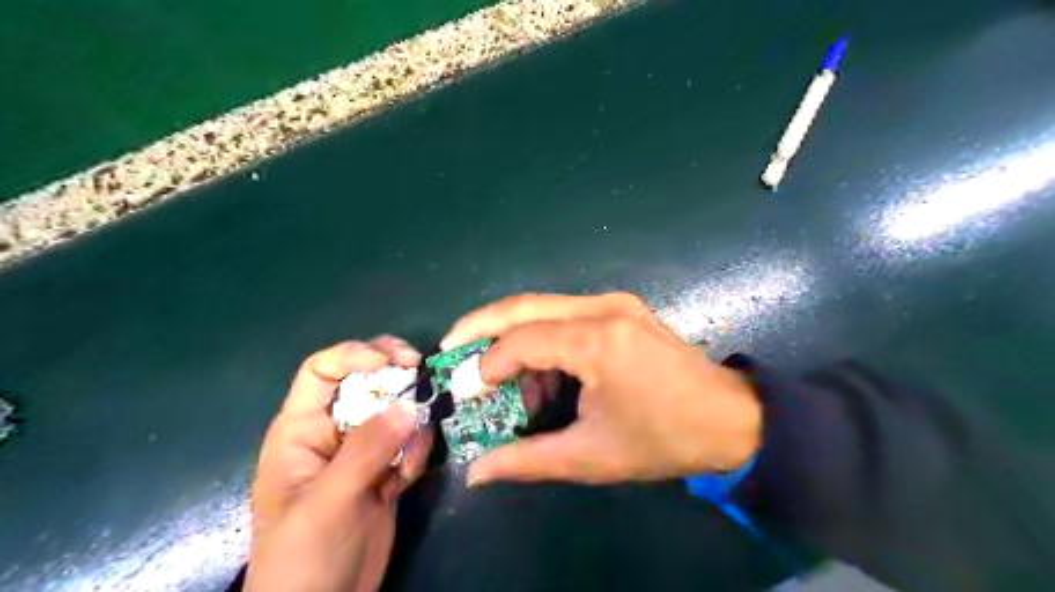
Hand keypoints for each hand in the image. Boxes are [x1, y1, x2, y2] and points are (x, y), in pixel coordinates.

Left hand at [248, 338, 431, 590]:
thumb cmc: (303, 557)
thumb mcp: (328, 501)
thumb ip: (366, 451)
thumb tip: (409, 406)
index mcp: (301, 429)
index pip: (323, 370)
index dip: (355, 354)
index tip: (393, 361)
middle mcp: (333, 431)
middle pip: (366, 382)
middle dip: (395, 375)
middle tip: (421, 371)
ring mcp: (361, 451)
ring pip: (394, 412)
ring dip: (410, 424)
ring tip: (407, 459)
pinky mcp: (385, 471)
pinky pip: (408, 444)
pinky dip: (414, 454)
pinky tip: (405, 480)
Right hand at [441, 292, 763, 484]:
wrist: (732, 418)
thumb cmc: (664, 439)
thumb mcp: (592, 456)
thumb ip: (528, 460)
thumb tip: (476, 473)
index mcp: (597, 340)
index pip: (521, 340)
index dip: (488, 365)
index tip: (470, 392)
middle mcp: (603, 308)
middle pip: (523, 304)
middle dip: (480, 324)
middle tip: (451, 348)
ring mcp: (615, 302)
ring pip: (542, 306)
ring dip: (514, 336)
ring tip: (502, 378)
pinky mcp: (622, 308)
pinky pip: (565, 314)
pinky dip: (542, 338)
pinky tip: (542, 372)